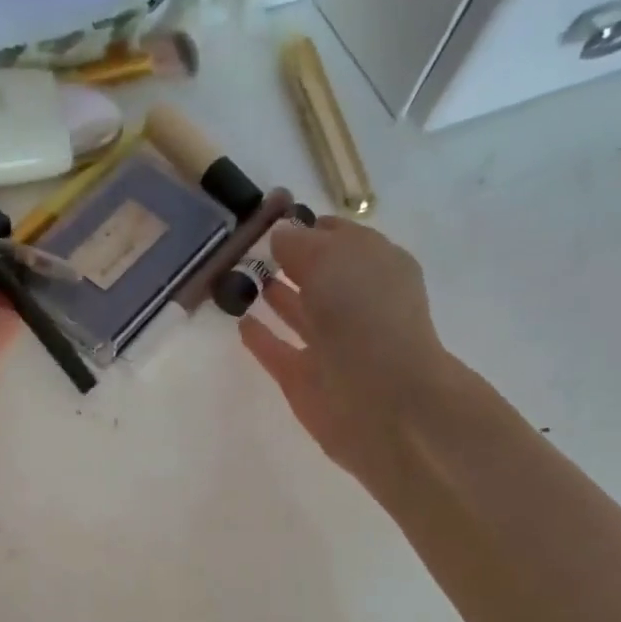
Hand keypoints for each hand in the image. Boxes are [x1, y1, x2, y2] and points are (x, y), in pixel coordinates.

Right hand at [239, 216, 457, 497]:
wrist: (381, 401)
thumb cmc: (364, 315)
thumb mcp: (331, 257)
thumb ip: (299, 243)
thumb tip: (279, 235)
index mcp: (376, 266)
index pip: (337, 237)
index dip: (305, 227)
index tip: (269, 220)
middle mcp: (357, 303)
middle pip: (318, 275)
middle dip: (288, 260)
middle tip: (246, 248)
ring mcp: (332, 344)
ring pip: (300, 312)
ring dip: (275, 295)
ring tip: (239, 278)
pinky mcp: (308, 380)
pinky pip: (279, 351)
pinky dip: (262, 339)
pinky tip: (240, 323)